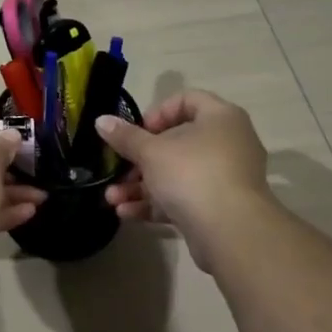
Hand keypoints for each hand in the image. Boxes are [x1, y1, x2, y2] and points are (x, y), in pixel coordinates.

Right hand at [97, 90, 273, 267]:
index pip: (187, 100)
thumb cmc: (192, 174)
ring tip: (111, 199)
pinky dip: (156, 203)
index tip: (136, 133)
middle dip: (139, 161)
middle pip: (177, 143)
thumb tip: (101, 120)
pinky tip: (126, 213)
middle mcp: (228, 143)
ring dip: (140, 186)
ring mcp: (225, 178)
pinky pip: (183, 198)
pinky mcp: (219, 208)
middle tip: (118, 171)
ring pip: (176, 175)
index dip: (157, 113)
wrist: (231, 231)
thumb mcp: (151, 152)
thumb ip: (125, 137)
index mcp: (220, 118)